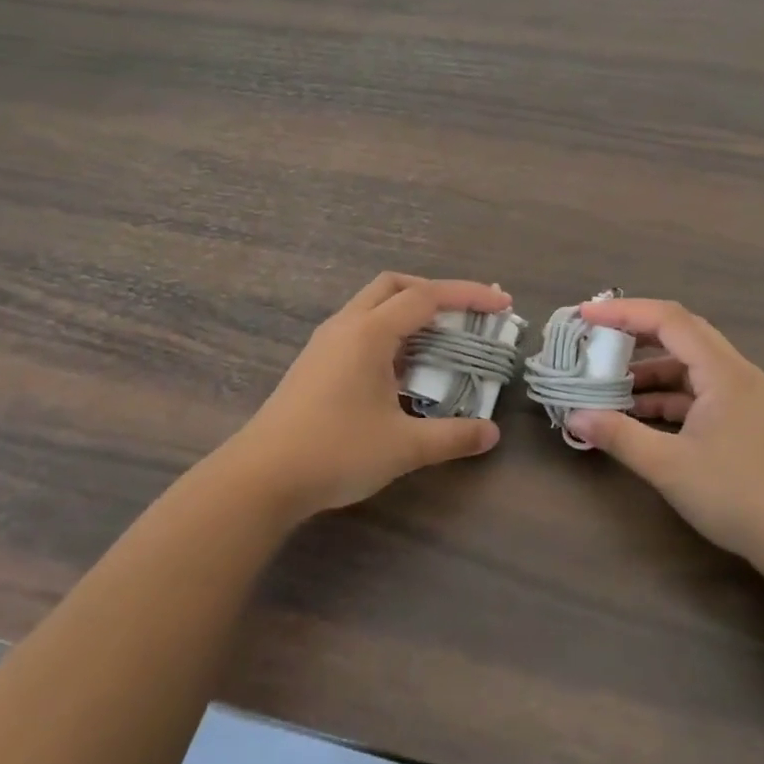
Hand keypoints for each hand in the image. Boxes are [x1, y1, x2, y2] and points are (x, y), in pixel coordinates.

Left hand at [217, 273, 509, 521]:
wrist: (261, 477)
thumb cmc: (335, 452)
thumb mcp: (403, 446)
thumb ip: (452, 436)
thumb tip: (491, 434)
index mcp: (369, 333)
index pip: (426, 297)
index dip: (468, 295)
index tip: (501, 304)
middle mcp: (346, 326)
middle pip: (394, 286)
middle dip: (434, 292)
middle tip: (466, 315)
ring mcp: (325, 343)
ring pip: (373, 306)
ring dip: (409, 313)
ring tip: (439, 341)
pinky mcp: (315, 362)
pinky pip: (359, 329)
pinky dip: (389, 333)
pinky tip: (401, 369)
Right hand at [566, 299, 763, 571]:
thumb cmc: (739, 496)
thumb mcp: (670, 467)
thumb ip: (620, 436)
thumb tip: (575, 416)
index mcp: (722, 371)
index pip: (668, 320)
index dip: (624, 312)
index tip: (585, 316)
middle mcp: (735, 372)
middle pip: (680, 334)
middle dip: (634, 333)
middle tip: (595, 340)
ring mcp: (743, 396)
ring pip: (689, 366)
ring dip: (649, 371)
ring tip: (609, 385)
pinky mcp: (745, 419)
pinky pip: (699, 392)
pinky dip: (667, 396)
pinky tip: (640, 415)